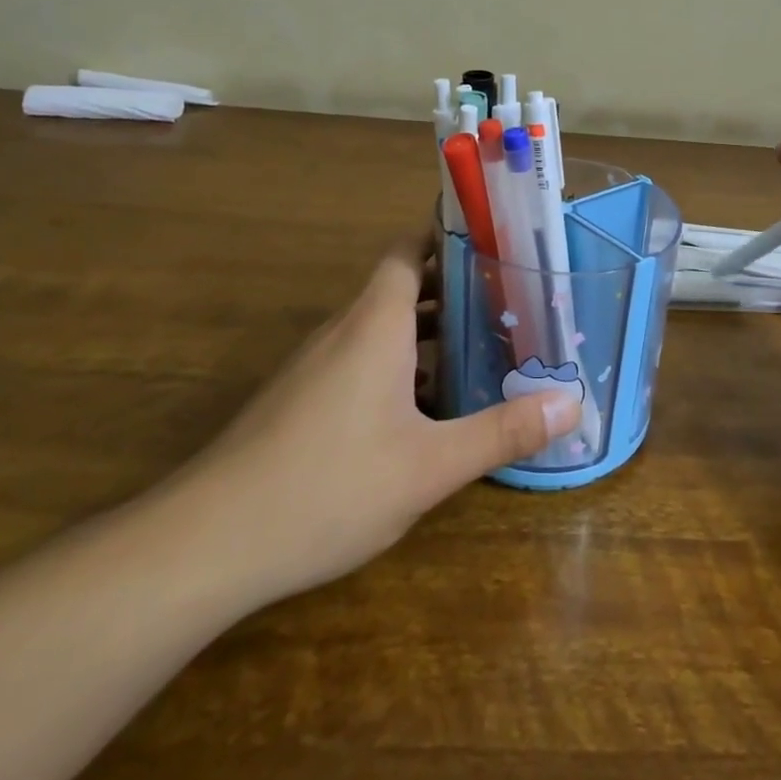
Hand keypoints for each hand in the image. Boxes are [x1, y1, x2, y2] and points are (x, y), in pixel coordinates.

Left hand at [160, 232, 580, 609]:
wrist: (207, 543)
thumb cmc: (329, 486)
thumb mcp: (430, 465)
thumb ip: (503, 431)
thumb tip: (573, 403)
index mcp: (376, 323)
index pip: (408, 250)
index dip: (446, 235)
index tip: (492, 239)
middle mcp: (344, 331)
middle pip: (402, 287)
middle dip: (453, 288)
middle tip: (508, 299)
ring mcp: (316, 367)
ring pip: (381, 329)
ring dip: (428, 331)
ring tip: (482, 347)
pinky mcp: (300, 401)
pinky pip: (361, 361)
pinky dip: (399, 365)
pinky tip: (427, 409)